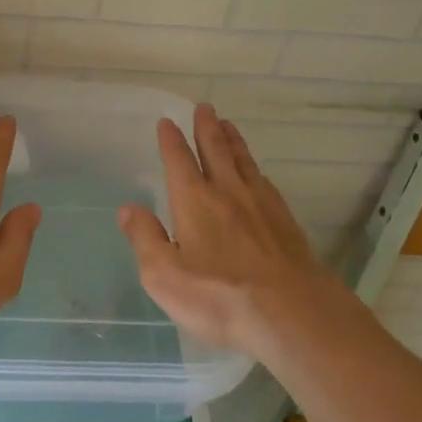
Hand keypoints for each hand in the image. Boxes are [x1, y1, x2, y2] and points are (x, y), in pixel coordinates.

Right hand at [118, 105, 331, 354]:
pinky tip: (258, 174)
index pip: (179, 160)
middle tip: (205, 107)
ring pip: (244, 162)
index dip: (171, 140)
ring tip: (228, 126)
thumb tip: (128, 209)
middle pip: (216, 150)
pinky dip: (256, 170)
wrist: (293, 314)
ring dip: (233, 141)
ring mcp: (262, 205)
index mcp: (195, 201)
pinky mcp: (286, 223)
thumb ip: (145, 239)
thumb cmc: (220, 297)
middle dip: (207, 128)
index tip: (167, 121)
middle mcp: (228, 193)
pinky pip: (265, 183)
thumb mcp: (165, 276)